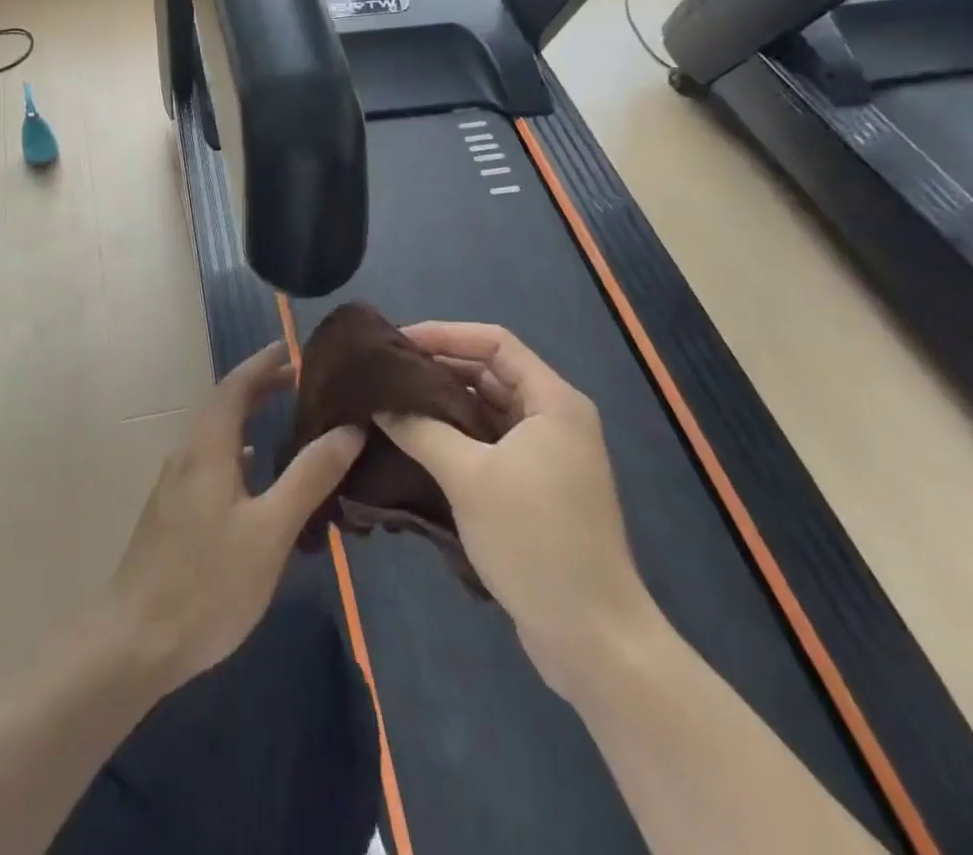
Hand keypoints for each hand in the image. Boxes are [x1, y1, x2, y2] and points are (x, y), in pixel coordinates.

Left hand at [108, 342, 364, 692]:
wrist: (134, 642)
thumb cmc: (208, 582)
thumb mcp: (271, 530)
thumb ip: (309, 477)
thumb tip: (348, 429)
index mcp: (207, 449)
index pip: (235, 387)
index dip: (263, 364)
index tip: (292, 348)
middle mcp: (186, 456)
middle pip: (223, 406)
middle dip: (258, 387)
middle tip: (298, 379)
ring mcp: (174, 485)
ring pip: (214, 434)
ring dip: (246, 417)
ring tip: (283, 418)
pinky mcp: (171, 513)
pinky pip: (209, 460)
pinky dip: (236, 449)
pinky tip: (252, 474)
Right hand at [374, 322, 656, 699]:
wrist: (592, 638)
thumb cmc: (534, 540)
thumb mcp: (468, 477)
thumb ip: (421, 430)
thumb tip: (379, 403)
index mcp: (552, 401)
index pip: (494, 343)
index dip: (445, 334)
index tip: (398, 343)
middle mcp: (554, 418)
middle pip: (491, 373)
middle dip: (439, 368)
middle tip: (387, 373)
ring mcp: (548, 455)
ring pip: (488, 410)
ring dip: (444, 404)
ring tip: (393, 403)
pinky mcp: (538, 488)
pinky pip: (490, 443)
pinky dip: (456, 437)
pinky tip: (416, 443)